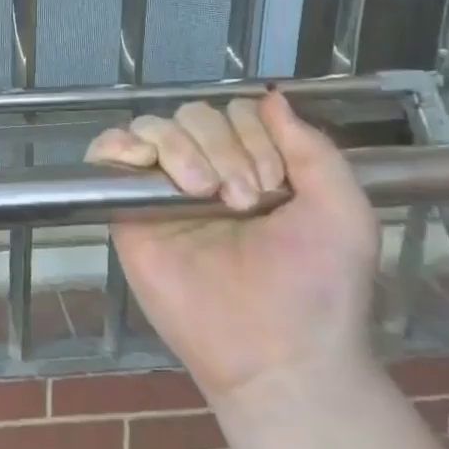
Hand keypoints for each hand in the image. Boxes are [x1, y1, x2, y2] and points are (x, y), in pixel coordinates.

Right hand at [87, 92, 378, 411]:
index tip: (272, 188)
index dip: (253, 137)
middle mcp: (206, 170)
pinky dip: (118, 144)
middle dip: (221, 147)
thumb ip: (312, 149)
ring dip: (180, 148)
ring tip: (200, 193)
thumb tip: (271, 96)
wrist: (276, 353)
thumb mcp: (342, 211)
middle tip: (241, 201)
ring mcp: (162, 189)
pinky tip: (140, 160)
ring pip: (154, 127)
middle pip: (193, 114)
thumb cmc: (316, 287)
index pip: (236, 114)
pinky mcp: (126, 210)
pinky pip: (106, 154)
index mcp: (253, 167)